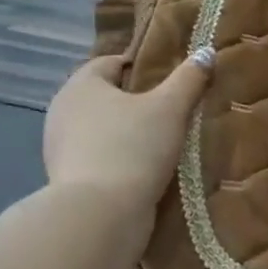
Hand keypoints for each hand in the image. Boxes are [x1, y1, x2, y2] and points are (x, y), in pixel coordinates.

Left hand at [43, 51, 212, 199]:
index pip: (111, 62)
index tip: (170, 78)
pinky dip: (120, 158)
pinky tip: (145, 169)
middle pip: (105, 96)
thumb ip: (189, 78)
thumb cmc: (133, 148)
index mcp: (80, 85)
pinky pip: (99, 157)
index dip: (141, 66)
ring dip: (127, 132)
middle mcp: (62, 112)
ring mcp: (60, 149)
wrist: (100, 217)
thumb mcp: (171, 108)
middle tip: (172, 108)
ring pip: (102, 129)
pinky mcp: (67, 181)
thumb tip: (207, 52)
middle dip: (135, 101)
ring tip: (163, 141)